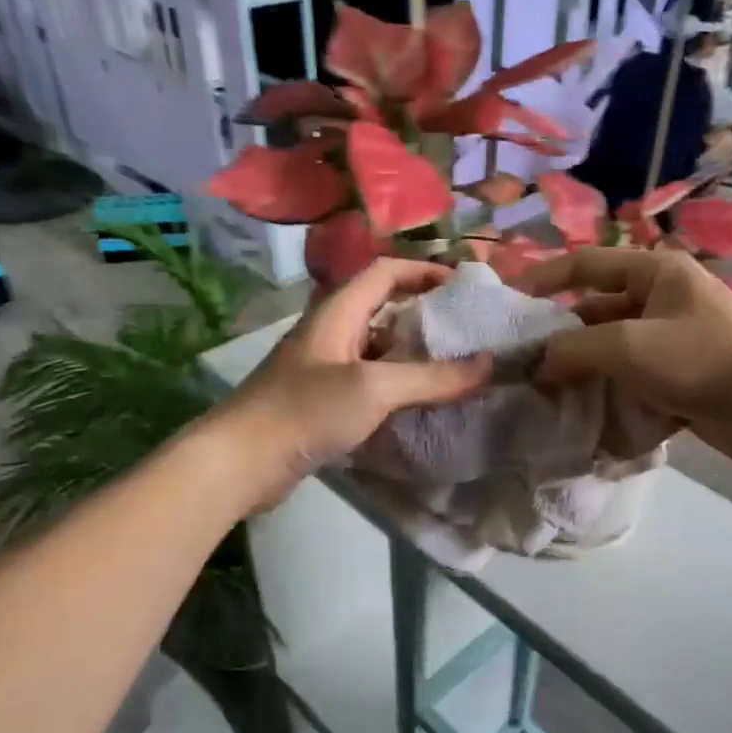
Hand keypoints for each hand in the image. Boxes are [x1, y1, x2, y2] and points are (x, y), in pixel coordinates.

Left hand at [217, 258, 491, 505]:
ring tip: (455, 367)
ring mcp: (324, 369)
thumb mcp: (374, 388)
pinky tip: (421, 404)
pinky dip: (397, 386)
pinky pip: (369, 383)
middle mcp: (330, 332)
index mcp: (337, 311)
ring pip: (378, 349)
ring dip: (413, 354)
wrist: (242, 462)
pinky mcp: (321, 402)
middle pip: (383, 308)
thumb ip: (432, 377)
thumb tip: (489, 364)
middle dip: (425, 314)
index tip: (464, 286)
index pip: (386, 272)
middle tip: (467, 330)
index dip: (425, 271)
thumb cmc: (306, 411)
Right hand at [518, 248, 731, 467]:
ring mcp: (672, 341)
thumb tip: (536, 364)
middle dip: (560, 337)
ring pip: (611, 351)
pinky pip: (631, 381)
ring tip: (542, 394)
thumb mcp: (630, 347)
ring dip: (582, 371)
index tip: (507, 300)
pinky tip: (581, 415)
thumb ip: (575, 350)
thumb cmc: (703, 360)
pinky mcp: (680, 379)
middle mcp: (662, 300)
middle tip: (521, 362)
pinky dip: (608, 395)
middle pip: (596, 312)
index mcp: (656, 272)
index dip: (544, 278)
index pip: (586, 264)